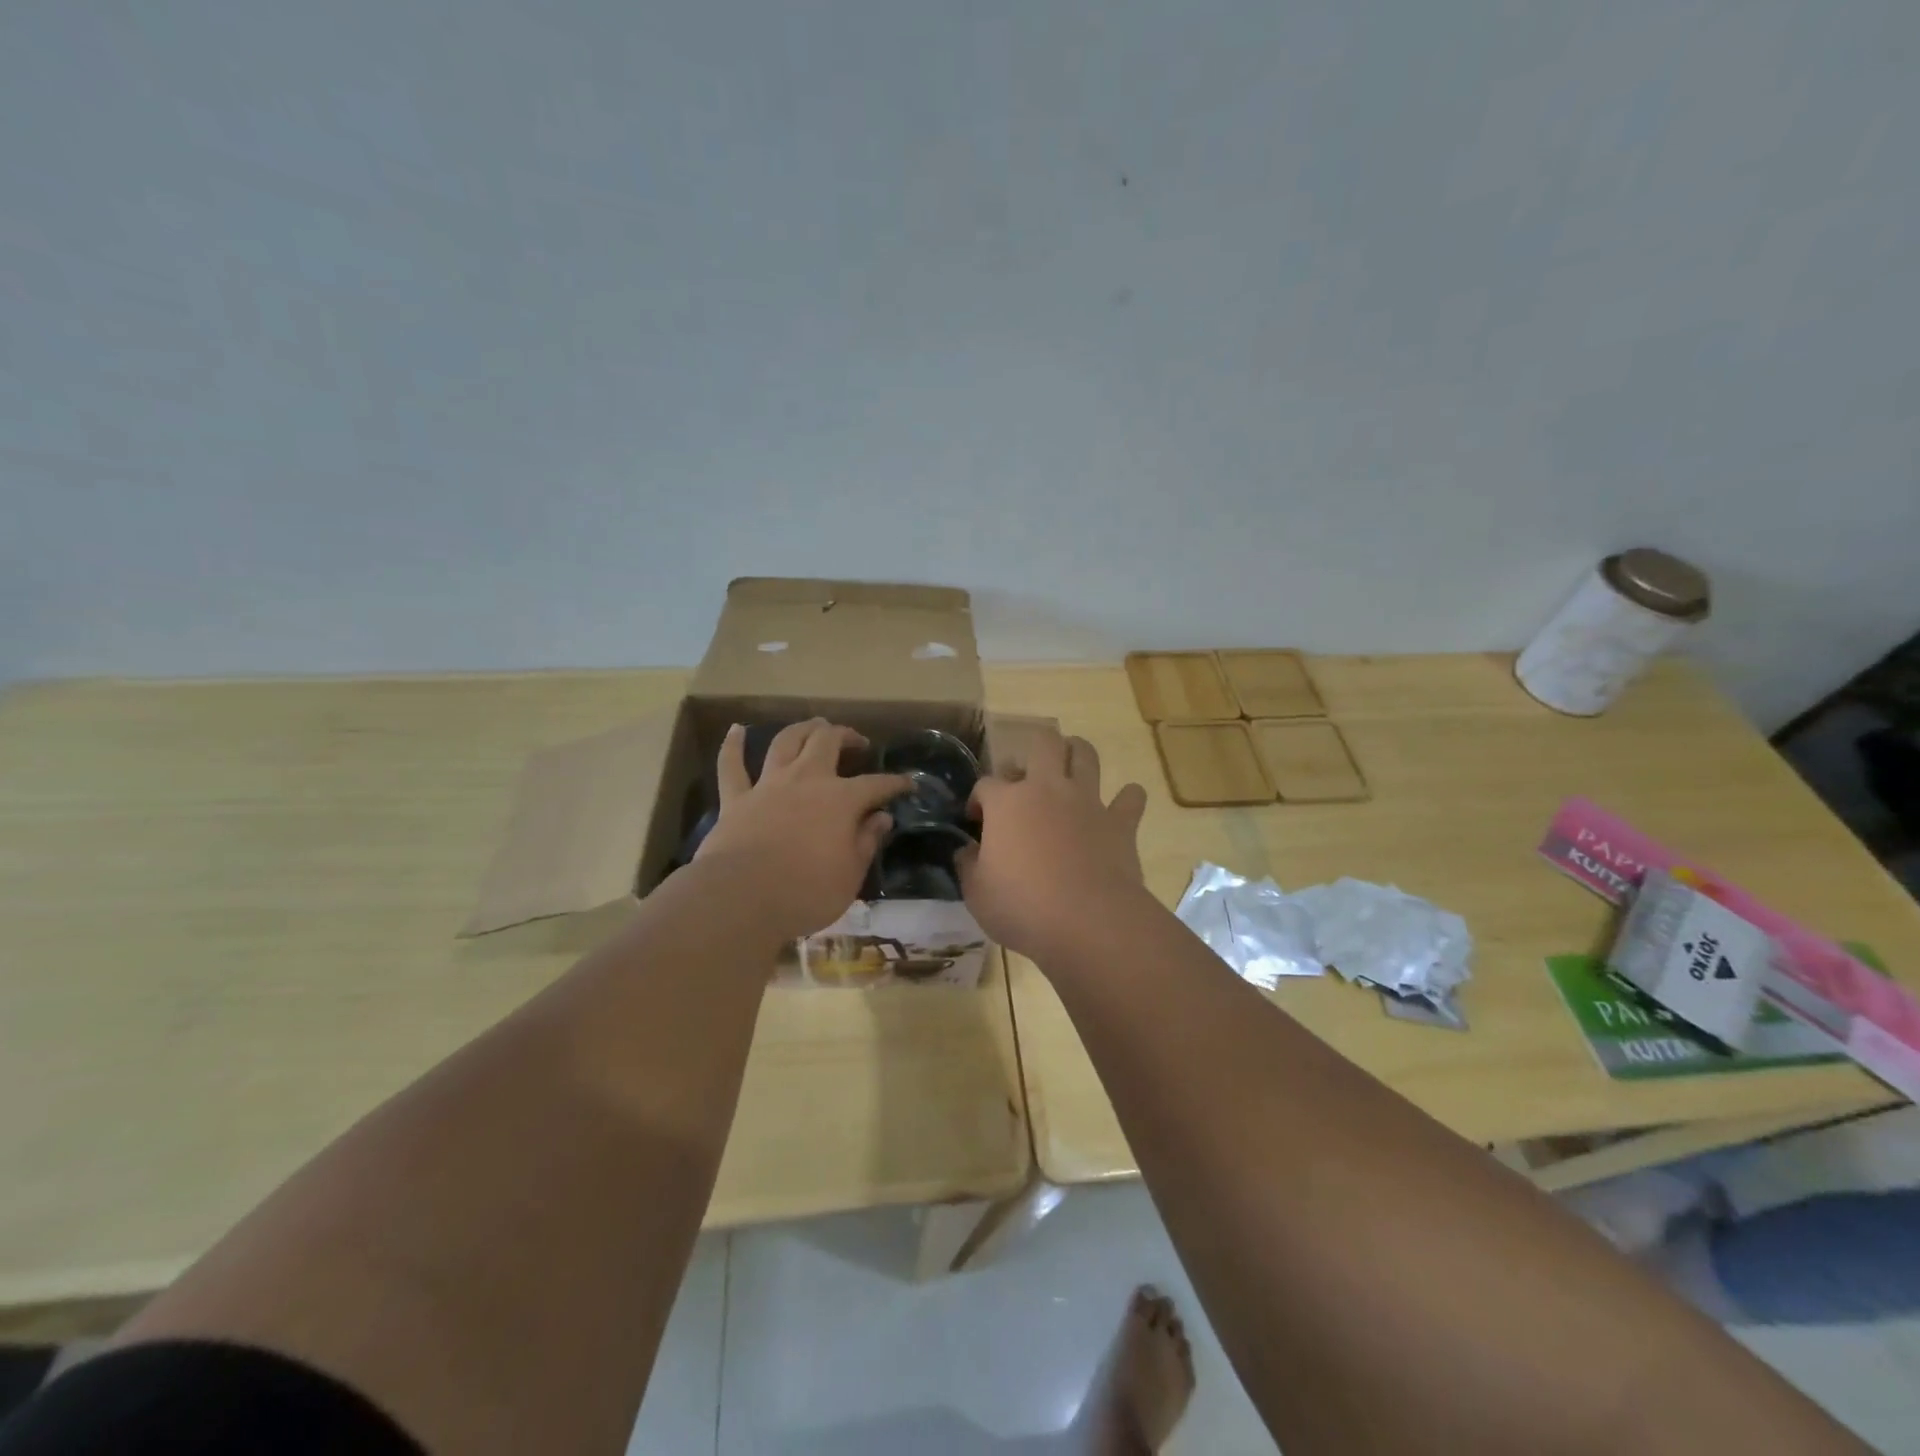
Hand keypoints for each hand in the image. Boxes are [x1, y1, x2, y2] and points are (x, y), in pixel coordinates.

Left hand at [694, 720, 909, 941]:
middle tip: (857, 742)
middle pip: (827, 742)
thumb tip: (882, 818)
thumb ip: (866, 842)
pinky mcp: (735, 799)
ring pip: (786, 742)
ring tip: (814, 725)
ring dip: (802, 729)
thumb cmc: (806, 893)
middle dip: (846, 736)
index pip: (876, 785)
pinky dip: (733, 745)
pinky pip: (731, 765)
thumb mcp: (850, 875)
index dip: (896, 783)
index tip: (909, 784)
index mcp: (841, 800)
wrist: (741, 898)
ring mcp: (768, 785)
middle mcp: (806, 780)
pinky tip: (736, 729)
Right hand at [959, 726, 1148, 963]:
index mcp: (1007, 803)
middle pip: (1043, 744)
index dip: (979, 798)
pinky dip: (1128, 798)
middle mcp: (1047, 789)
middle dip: (1035, 750)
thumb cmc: (1023, 907)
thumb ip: (968, 865)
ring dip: (1078, 754)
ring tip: (1072, 766)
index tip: (977, 820)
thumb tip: (967, 851)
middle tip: (1029, 775)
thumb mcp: (977, 893)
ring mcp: (1087, 802)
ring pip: (1086, 755)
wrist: (1089, 921)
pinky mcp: (1121, 822)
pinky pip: (1131, 797)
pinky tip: (1123, 806)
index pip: (986, 784)